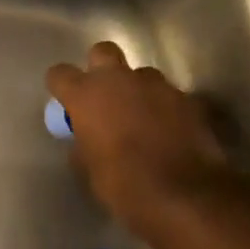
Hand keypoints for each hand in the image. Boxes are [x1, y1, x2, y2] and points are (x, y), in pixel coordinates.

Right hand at [45, 42, 230, 239]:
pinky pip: (169, 96)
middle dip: (101, 68)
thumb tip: (86, 139)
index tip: (65, 102)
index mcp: (86, 95)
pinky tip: (168, 132)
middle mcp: (120, 80)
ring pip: (142, 75)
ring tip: (142, 118)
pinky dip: (165, 109)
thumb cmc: (122, 185)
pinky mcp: (189, 99)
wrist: (183, 196)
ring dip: (138, 90)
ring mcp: (158, 86)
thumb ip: (83, 142)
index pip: (60, 74)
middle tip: (104, 96)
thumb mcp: (88, 168)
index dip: (61, 86)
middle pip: (103, 52)